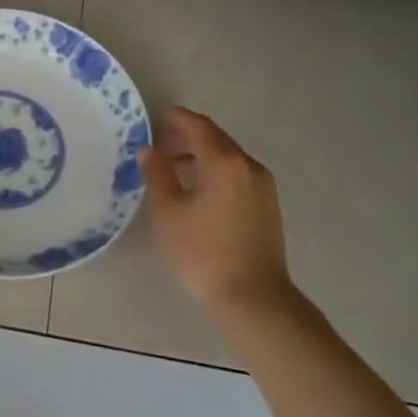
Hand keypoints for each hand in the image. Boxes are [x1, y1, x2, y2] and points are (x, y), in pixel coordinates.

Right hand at [139, 107, 300, 317]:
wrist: (254, 298)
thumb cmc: (204, 252)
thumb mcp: (169, 212)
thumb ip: (158, 175)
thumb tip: (149, 150)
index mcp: (224, 161)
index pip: (198, 127)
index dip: (177, 119)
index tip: (158, 118)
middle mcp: (248, 165)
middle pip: (216, 139)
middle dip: (188, 137)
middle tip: (160, 146)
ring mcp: (263, 185)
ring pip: (228, 157)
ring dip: (202, 155)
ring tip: (175, 169)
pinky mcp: (268, 205)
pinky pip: (238, 174)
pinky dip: (216, 171)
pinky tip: (200, 190)